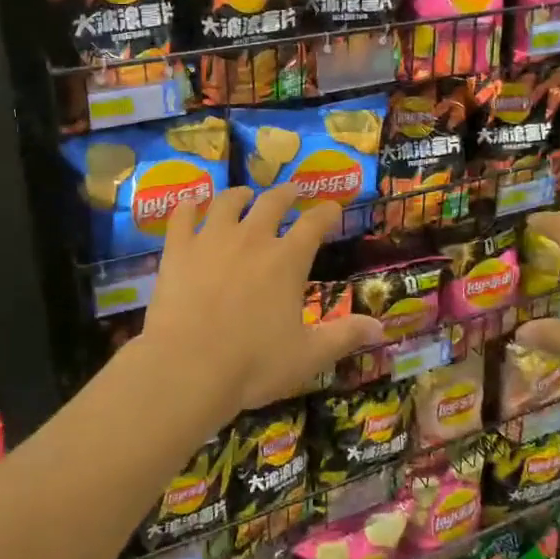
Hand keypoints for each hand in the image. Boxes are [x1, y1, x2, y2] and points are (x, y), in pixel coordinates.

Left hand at [139, 185, 384, 426]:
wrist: (188, 367)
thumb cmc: (253, 364)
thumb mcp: (308, 356)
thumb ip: (344, 337)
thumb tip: (381, 327)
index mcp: (287, 261)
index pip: (314, 224)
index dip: (327, 213)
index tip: (333, 208)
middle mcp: (252, 239)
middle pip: (272, 203)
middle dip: (287, 194)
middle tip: (293, 191)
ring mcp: (211, 240)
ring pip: (227, 203)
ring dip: (239, 194)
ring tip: (244, 194)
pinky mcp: (178, 250)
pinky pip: (182, 216)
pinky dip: (188, 206)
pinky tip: (190, 202)